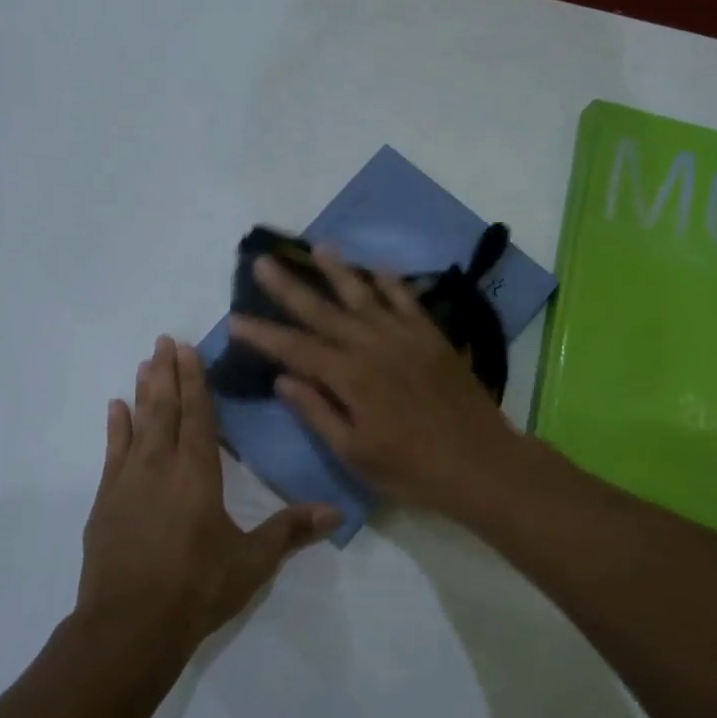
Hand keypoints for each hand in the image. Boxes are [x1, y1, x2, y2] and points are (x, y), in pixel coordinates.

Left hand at [79, 336, 338, 644]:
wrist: (129, 626)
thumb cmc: (198, 588)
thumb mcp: (252, 561)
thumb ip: (291, 531)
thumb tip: (337, 511)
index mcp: (198, 473)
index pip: (198, 415)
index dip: (194, 380)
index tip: (187, 348)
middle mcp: (160, 466)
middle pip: (165, 409)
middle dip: (166, 373)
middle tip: (164, 340)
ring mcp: (127, 482)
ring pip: (137, 423)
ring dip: (142, 391)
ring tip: (144, 362)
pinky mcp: (106, 502)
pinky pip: (111, 452)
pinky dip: (115, 427)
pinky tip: (114, 408)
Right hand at [228, 247, 521, 514]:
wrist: (481, 463)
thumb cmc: (412, 470)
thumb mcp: (355, 453)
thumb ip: (318, 412)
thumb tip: (283, 379)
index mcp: (351, 378)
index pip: (296, 349)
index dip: (264, 335)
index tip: (235, 319)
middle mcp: (374, 347)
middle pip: (324, 312)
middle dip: (290, 288)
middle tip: (263, 262)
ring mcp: (407, 338)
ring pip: (365, 296)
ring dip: (339, 271)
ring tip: (318, 247)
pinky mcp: (433, 339)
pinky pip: (408, 302)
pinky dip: (391, 283)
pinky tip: (378, 269)